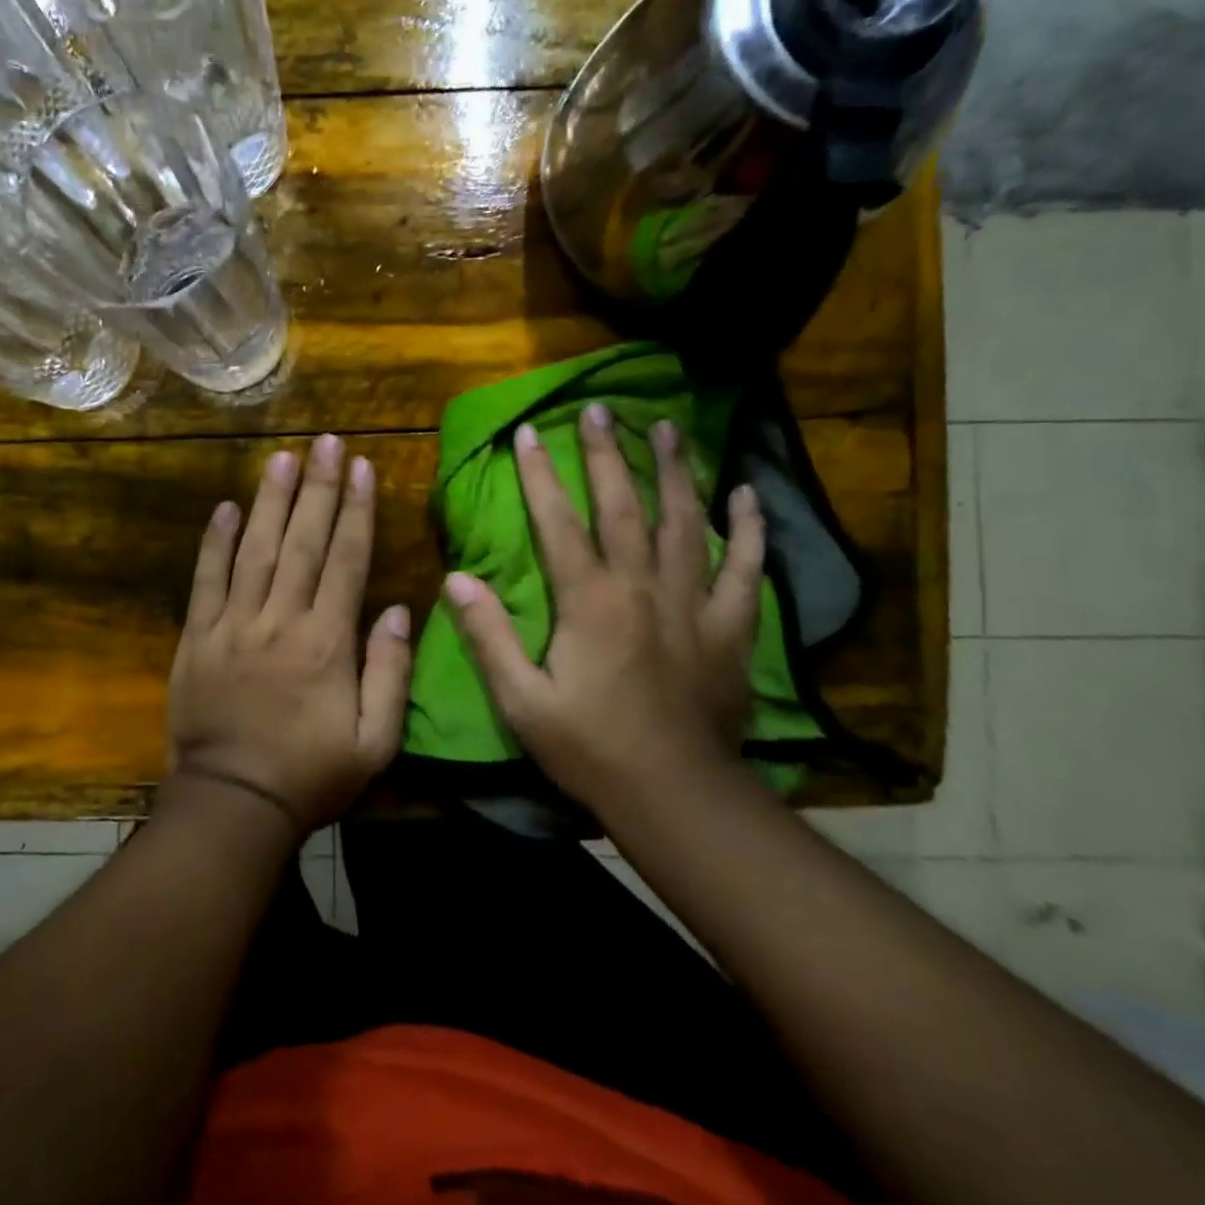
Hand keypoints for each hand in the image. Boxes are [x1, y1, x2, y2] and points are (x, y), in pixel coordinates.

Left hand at [165, 434, 412, 833]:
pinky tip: (225, 508)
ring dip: (270, 501)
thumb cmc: (311, 774)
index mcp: (326, 641)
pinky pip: (206, 581)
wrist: (233, 804)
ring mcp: (234, 625)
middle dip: (318, 488)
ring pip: (255, 549)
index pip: (346, 560)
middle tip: (326, 442)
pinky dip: (214, 543)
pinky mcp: (198, 637)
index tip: (362, 467)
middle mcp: (280, 619)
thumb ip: (390, 673)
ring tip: (283, 458)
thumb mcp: (374, 741)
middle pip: (302, 542)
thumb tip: (396, 609)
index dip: (356, 510)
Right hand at [444, 407, 764, 811]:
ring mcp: (693, 604)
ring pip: (685, 522)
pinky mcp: (730, 628)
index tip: (530, 431)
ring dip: (675, 470)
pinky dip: (748, 530)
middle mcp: (643, 588)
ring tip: (668, 427)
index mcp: (590, 602)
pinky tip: (746, 494)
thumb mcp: (522, 700)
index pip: (560, 523)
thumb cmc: (590, 748)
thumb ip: (489, 637)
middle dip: (608, 454)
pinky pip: (745, 569)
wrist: (676, 795)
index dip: (541, 475)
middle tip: (600, 408)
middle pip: (624, 506)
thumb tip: (456, 580)